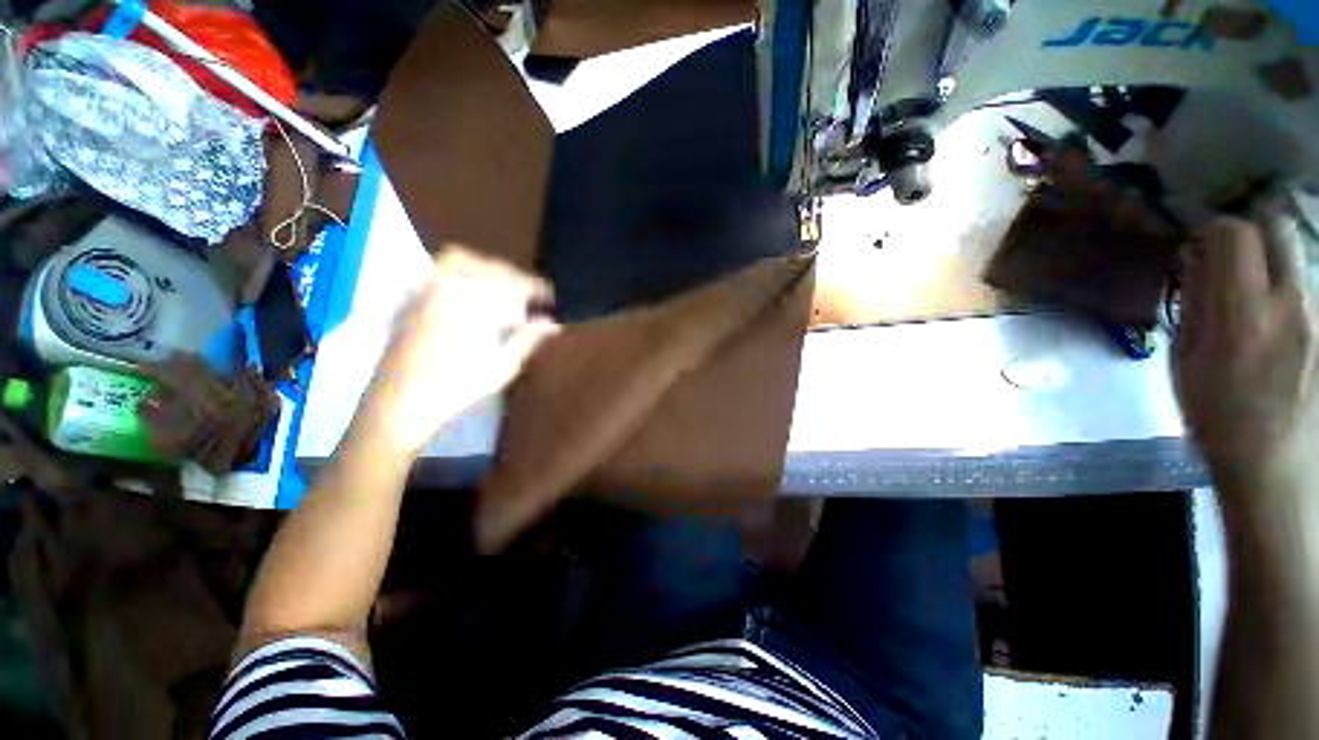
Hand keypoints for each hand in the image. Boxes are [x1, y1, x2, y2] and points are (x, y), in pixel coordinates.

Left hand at [358, 245, 558, 460]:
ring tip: (501, 289)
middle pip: (487, 265)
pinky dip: (461, 273)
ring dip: (486, 268)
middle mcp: (446, 289)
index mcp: (471, 305)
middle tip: (528, 295)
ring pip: (458, 260)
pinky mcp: (411, 299)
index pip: (511, 282)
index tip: (551, 296)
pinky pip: (438, 272)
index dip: (535, 286)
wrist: (399, 403)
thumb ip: (527, 339)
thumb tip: (552, 322)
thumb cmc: (456, 388)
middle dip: (514, 277)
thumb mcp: (501, 367)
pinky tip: (471, 295)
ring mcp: (424, 291)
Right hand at [1175, 216, 1317, 488]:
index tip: (1198, 249)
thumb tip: (1197, 262)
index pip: (1234, 235)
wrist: (1276, 462)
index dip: (1213, 232)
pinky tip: (1275, 324)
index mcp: (1244, 314)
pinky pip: (1305, 287)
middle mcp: (1290, 302)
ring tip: (1253, 301)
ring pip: (1294, 258)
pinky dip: (1286, 290)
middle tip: (1231, 258)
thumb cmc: (1217, 415)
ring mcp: (1318, 314)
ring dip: (1269, 265)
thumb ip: (1195, 305)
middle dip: (1250, 232)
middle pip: (1276, 228)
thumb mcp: (1186, 361)